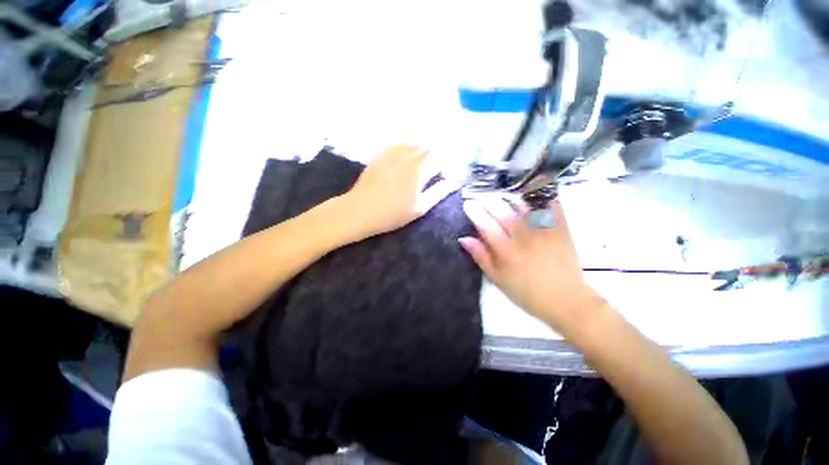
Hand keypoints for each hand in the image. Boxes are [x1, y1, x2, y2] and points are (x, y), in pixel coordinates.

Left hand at [339, 144, 456, 239]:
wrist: (361, 210)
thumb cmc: (393, 213)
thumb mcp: (420, 208)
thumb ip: (438, 193)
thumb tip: (454, 183)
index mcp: (420, 170)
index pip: (439, 158)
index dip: (444, 166)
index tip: (443, 177)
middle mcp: (408, 156)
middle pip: (427, 147)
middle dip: (434, 156)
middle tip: (433, 169)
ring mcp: (392, 153)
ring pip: (413, 142)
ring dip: (421, 149)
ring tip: (421, 162)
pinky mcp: (381, 154)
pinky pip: (398, 143)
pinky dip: (406, 147)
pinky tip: (405, 156)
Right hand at [458, 198, 607, 335]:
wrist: (566, 301)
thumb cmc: (527, 293)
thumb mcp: (498, 280)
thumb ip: (481, 257)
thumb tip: (464, 238)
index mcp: (507, 253)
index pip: (486, 226)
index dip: (475, 213)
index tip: (468, 204)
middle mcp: (525, 238)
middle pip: (504, 212)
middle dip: (490, 202)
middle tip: (483, 197)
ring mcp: (545, 231)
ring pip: (525, 205)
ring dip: (511, 196)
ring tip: (503, 194)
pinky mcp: (561, 229)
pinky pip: (551, 206)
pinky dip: (541, 196)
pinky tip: (533, 191)